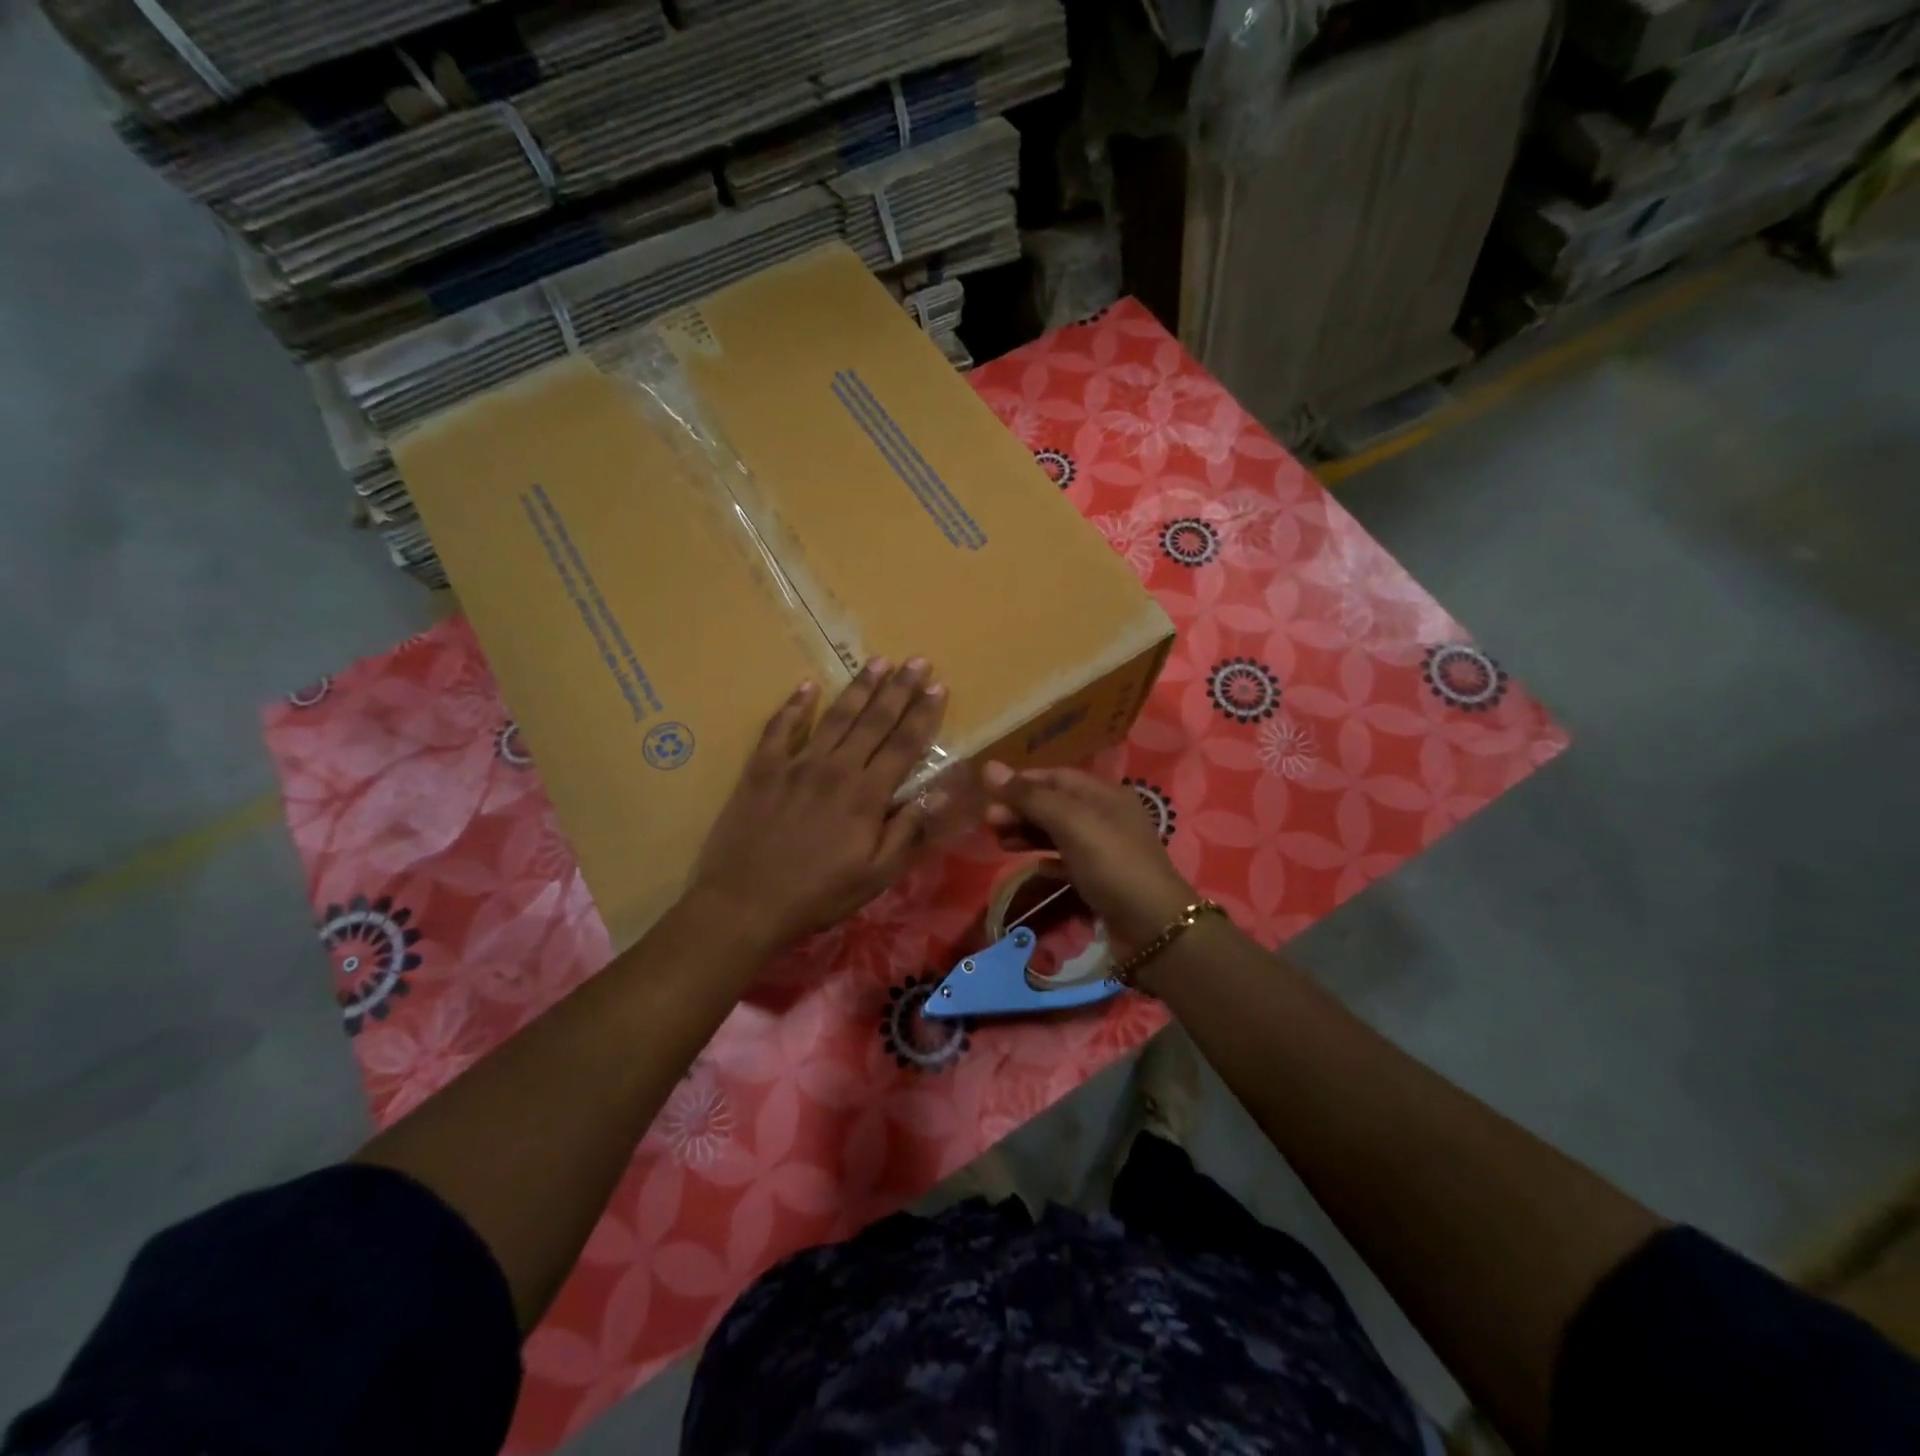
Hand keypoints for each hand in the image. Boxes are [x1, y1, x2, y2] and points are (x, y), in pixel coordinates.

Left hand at [689, 658, 945, 953]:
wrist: (744, 903)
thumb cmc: (817, 895)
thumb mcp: (875, 876)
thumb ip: (907, 831)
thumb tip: (938, 793)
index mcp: (866, 795)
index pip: (904, 745)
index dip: (923, 715)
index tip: (939, 687)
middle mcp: (836, 769)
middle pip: (874, 721)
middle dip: (899, 688)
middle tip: (917, 660)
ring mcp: (796, 764)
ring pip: (835, 717)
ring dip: (859, 687)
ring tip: (878, 661)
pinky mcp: (762, 769)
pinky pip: (780, 728)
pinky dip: (794, 706)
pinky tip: (807, 685)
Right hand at [981, 762, 1196, 960]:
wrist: (1151, 927)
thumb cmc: (1111, 864)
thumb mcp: (1070, 822)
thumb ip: (1029, 797)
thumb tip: (988, 767)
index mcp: (1105, 794)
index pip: (1056, 776)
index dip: (1022, 781)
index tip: (988, 792)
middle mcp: (1105, 817)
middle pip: (1055, 805)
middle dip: (1021, 809)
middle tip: (988, 822)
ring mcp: (1104, 851)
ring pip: (1058, 834)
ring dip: (1028, 834)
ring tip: (999, 842)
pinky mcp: (1100, 881)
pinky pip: (1066, 863)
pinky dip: (1046, 861)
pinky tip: (1031, 868)